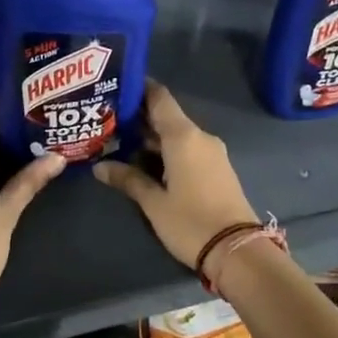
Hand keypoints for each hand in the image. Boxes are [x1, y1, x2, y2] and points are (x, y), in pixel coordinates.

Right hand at [94, 80, 257, 270]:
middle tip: (107, 119)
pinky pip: (188, 148)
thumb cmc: (191, 222)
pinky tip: (145, 160)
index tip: (116, 86)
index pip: (159, 97)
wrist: (238, 251)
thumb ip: (128, 179)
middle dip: (138, 117)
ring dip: (151, 136)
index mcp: (183, 136)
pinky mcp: (217, 168)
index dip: (139, 88)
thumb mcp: (154, 203)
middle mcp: (199, 137)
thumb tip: (100, 166)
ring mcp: (211, 153)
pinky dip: (166, 149)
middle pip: (166, 116)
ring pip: (176, 134)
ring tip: (119, 140)